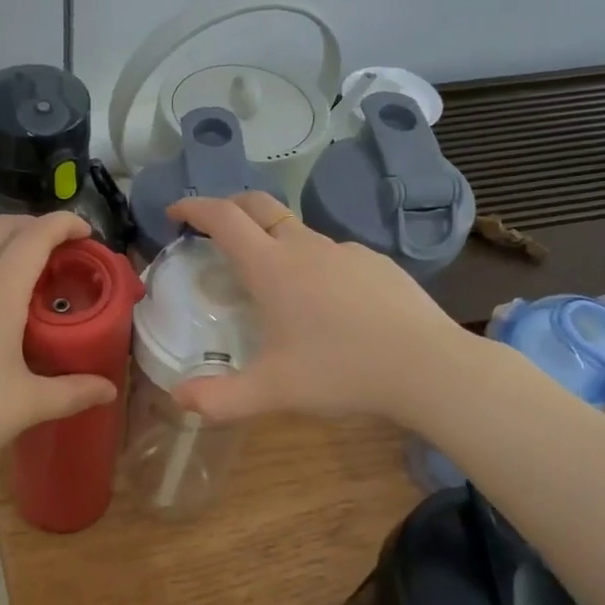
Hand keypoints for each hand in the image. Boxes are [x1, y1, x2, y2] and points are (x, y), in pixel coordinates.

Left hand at [0, 212, 118, 475]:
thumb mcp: (28, 404)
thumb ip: (73, 392)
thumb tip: (108, 390)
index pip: (35, 235)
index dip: (65, 224)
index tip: (88, 233)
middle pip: (2, 227)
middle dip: (36, 225)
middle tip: (64, 250)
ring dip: (9, 246)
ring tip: (33, 280)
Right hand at [166, 192, 469, 424]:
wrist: (429, 367)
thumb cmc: (342, 371)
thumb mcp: (274, 391)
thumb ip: (221, 398)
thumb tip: (179, 399)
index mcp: (272, 267)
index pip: (223, 218)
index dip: (194, 207)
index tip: (175, 211)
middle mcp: (306, 247)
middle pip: (258, 206)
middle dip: (228, 206)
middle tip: (211, 227)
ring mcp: (346, 251)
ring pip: (298, 232)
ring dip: (272, 241)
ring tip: (271, 283)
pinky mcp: (378, 264)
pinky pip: (333, 255)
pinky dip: (312, 264)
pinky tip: (326, 305)